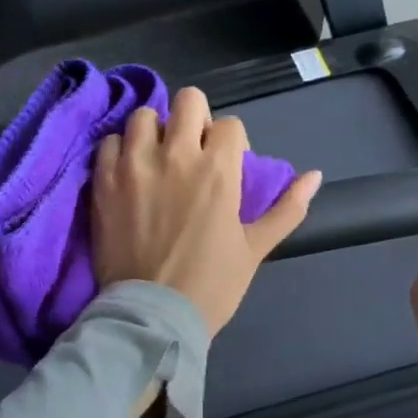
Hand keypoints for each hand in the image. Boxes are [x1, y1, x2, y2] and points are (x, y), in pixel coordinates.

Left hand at [91, 87, 322, 337]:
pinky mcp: (103, 181)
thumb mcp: (256, 248)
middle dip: (194, 119)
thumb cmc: (211, 284)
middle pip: (188, 101)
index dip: (231, 142)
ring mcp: (135, 165)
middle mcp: (176, 155)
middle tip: (190, 150)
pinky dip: (120, 150)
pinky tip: (128, 172)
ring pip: (143, 116)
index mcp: (219, 169)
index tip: (224, 166)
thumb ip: (287, 209)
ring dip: (154, 130)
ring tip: (155, 157)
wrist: (154, 316)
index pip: (230, 124)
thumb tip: (314, 176)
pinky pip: (109, 142)